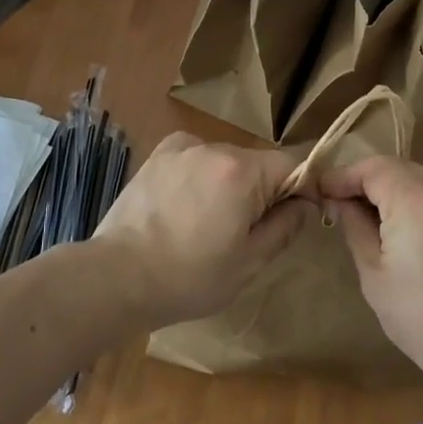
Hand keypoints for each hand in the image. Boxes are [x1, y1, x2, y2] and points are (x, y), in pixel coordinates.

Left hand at [91, 132, 310, 327]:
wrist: (117, 276)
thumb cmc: (189, 277)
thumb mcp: (249, 262)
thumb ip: (285, 226)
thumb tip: (304, 203)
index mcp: (241, 170)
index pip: (293, 163)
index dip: (305, 186)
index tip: (300, 214)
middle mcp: (213, 146)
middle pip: (257, 162)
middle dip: (263, 190)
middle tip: (248, 233)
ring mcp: (182, 147)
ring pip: (225, 161)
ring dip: (230, 185)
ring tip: (208, 226)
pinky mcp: (158, 154)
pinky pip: (196, 159)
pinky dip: (200, 177)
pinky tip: (185, 208)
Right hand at [320, 156, 422, 383]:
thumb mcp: (375, 276)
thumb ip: (355, 227)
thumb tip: (339, 201)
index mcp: (418, 204)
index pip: (374, 167)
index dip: (346, 175)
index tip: (325, 190)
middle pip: (403, 170)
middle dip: (374, 183)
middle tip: (351, 206)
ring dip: (406, 195)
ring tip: (393, 228)